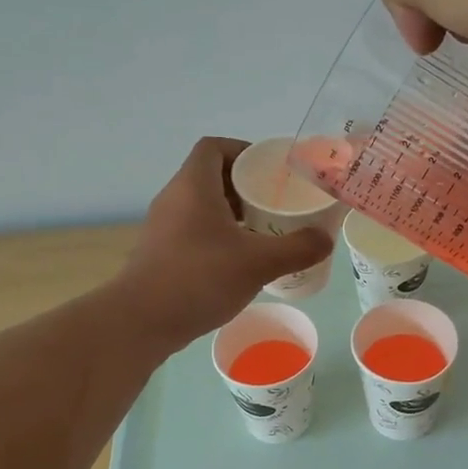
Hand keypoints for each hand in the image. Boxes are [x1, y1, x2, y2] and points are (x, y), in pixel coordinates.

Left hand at [118, 138, 333, 346]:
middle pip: (210, 176)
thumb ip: (297, 248)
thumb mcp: (258, 263)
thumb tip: (326, 239)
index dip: (243, 150)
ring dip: (232, 213)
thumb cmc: (199, 279)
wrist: (141, 321)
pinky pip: (194, 231)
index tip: (270, 171)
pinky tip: (239, 262)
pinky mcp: (161, 253)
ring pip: (202, 206)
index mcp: (193, 186)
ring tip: (263, 232)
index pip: (214, 147)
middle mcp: (174, 199)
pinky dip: (218, 236)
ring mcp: (164, 227)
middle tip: (275, 203)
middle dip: (245, 186)